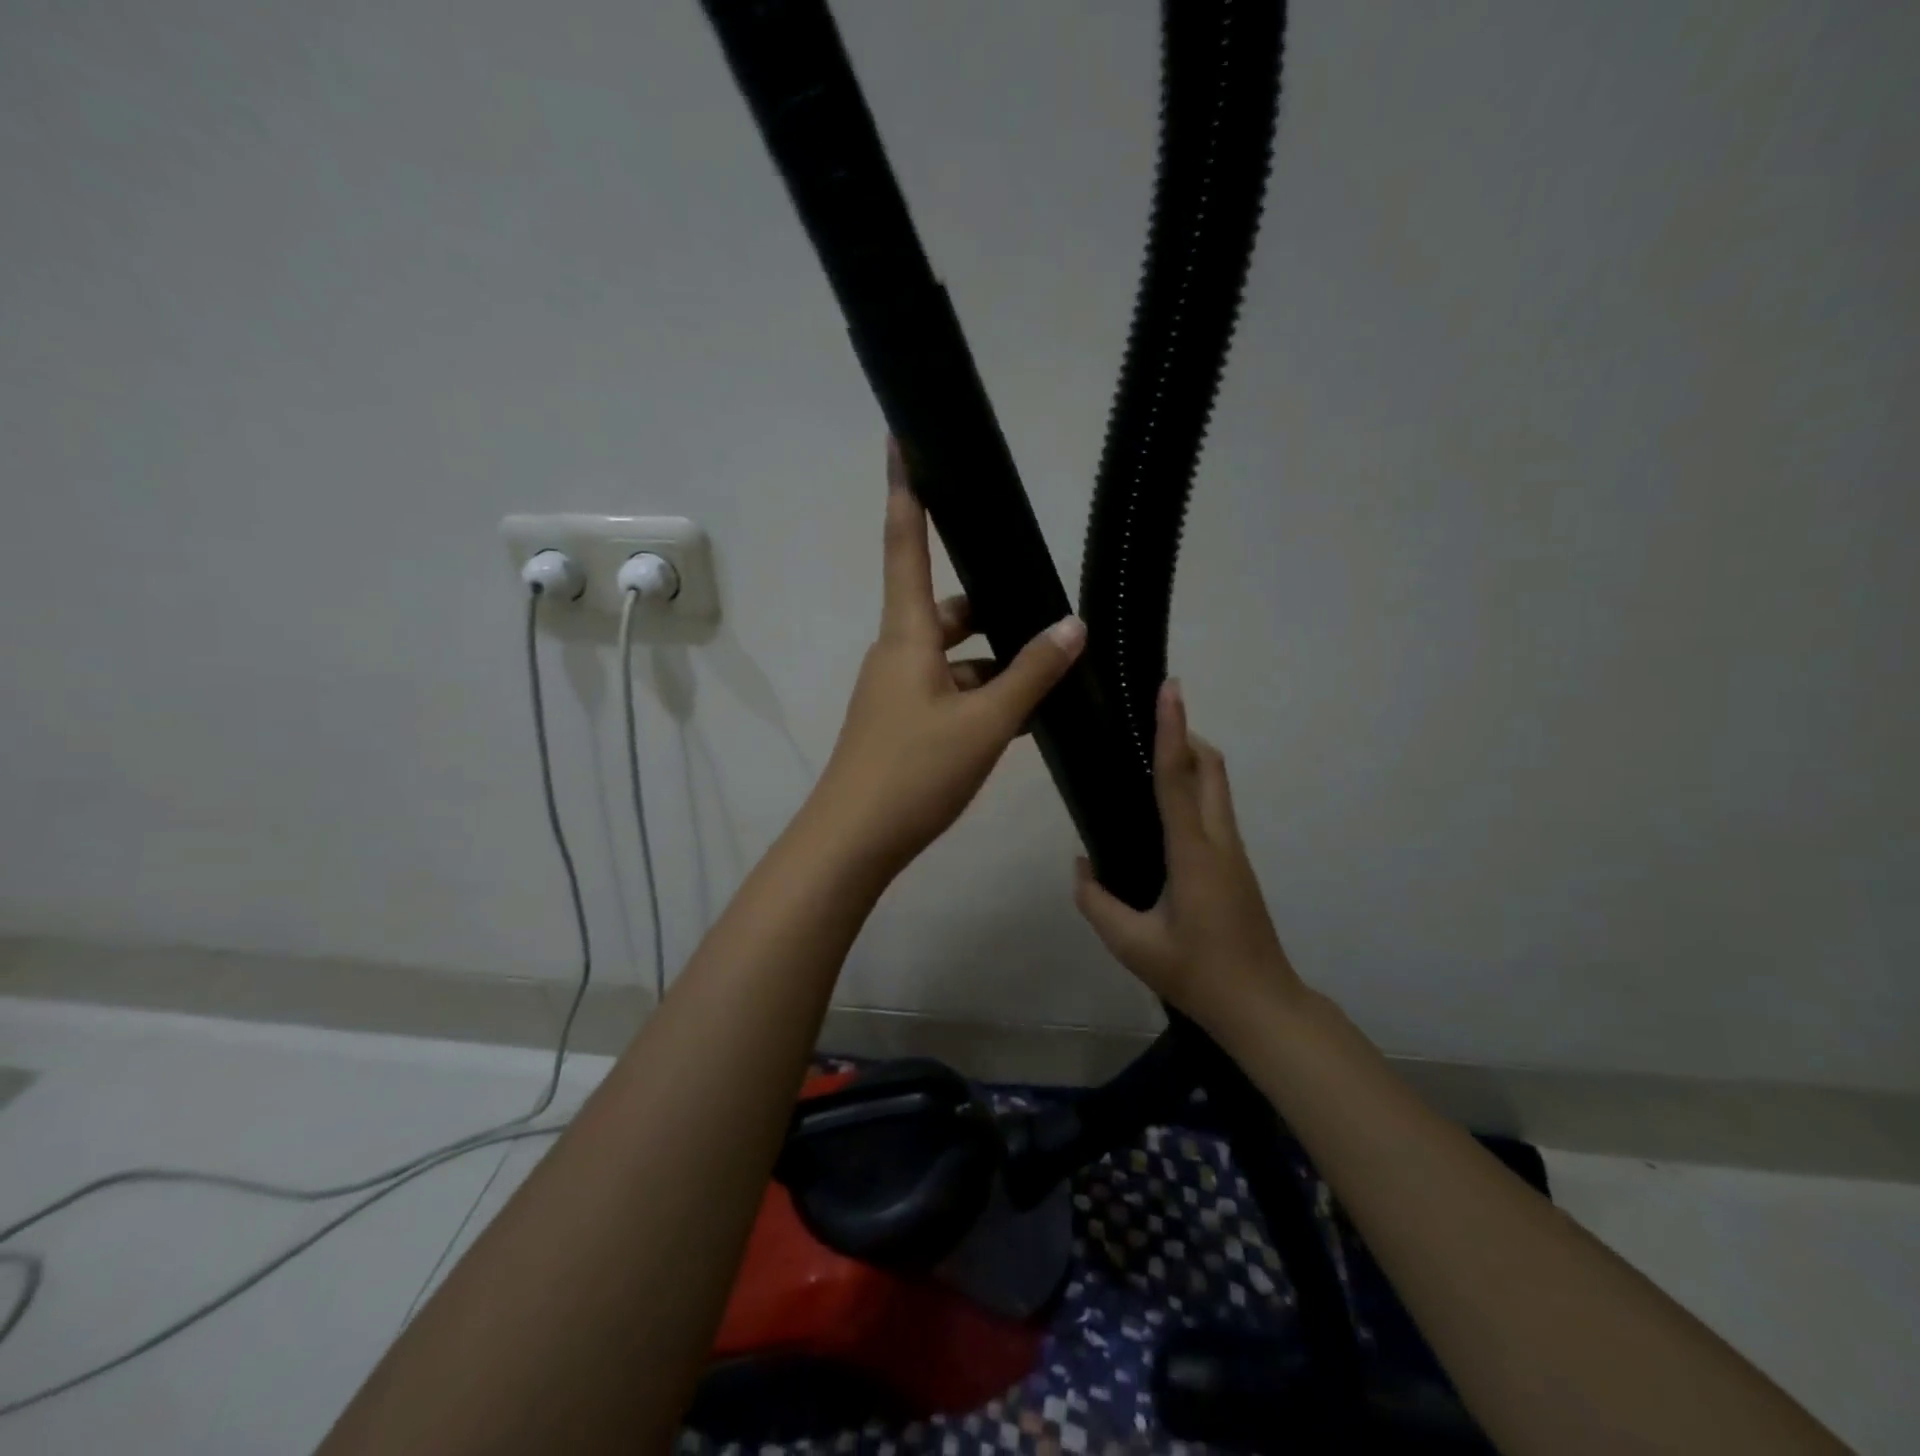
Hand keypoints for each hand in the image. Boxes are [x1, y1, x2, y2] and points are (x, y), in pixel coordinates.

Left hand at [806, 438, 1086, 878]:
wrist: (854, 842)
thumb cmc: (913, 771)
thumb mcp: (984, 722)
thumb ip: (1031, 673)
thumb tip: (1073, 626)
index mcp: (907, 635)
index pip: (906, 545)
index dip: (906, 492)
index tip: (903, 439)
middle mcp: (898, 653)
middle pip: (945, 608)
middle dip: (990, 606)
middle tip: (1045, 610)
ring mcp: (898, 691)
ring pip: (954, 657)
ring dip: (995, 662)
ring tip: (1050, 672)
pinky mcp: (904, 724)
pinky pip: (950, 692)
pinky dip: (982, 696)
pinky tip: (1022, 717)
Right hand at [1074, 679, 1305, 1033]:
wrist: (1262, 1005)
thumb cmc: (1196, 974)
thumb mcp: (1132, 945)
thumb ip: (1096, 901)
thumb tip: (1080, 865)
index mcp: (1193, 854)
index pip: (1178, 779)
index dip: (1172, 730)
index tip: (1169, 689)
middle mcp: (1219, 841)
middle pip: (1211, 768)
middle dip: (1184, 734)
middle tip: (1147, 718)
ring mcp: (1234, 851)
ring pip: (1218, 785)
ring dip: (1191, 758)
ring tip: (1148, 754)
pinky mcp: (1235, 863)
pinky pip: (1215, 807)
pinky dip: (1193, 786)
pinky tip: (1163, 806)